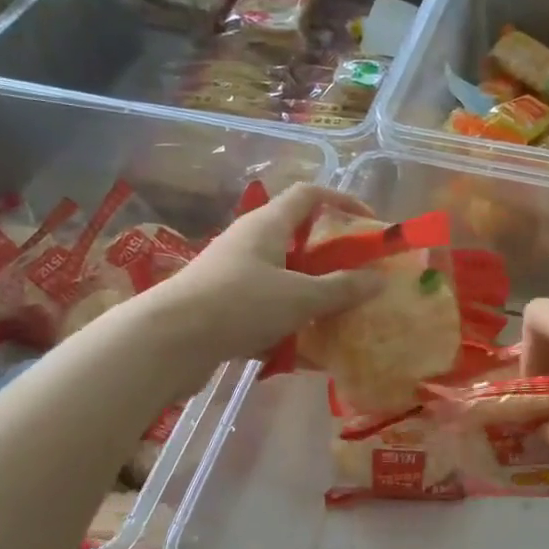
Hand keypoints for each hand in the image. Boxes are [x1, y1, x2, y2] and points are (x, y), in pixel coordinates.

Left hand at [154, 184, 381, 362]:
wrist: (169, 342)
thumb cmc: (240, 304)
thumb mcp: (301, 297)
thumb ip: (342, 288)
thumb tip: (380, 279)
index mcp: (268, 225)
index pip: (309, 195)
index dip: (342, 201)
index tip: (370, 223)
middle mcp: (249, 242)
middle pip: (298, 238)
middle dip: (330, 258)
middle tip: (358, 278)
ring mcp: (233, 275)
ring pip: (283, 278)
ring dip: (310, 295)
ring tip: (337, 319)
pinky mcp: (223, 306)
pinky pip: (265, 309)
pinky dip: (286, 325)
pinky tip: (302, 353)